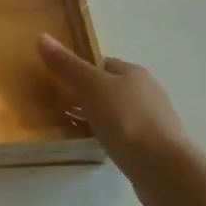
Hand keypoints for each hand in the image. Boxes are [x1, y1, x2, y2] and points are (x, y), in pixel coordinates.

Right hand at [38, 34, 205, 202]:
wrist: (164, 168)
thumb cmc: (126, 119)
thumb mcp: (90, 87)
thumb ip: (67, 65)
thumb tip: (41, 36)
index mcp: (134, 73)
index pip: (102, 63)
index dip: (79, 69)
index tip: (57, 81)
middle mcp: (147, 92)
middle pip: (110, 87)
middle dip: (87, 94)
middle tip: (59, 106)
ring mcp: (153, 120)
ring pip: (117, 112)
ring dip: (97, 117)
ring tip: (72, 127)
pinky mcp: (154, 146)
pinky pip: (124, 134)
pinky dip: (109, 136)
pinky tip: (95, 146)